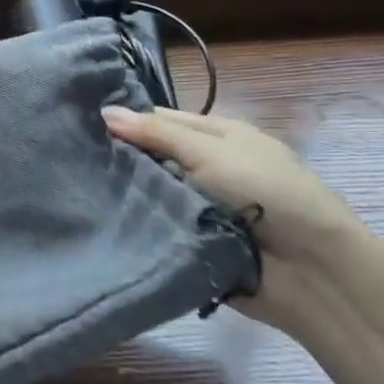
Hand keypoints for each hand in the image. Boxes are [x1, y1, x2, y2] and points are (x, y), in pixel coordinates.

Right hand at [102, 107, 383, 337]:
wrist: (313, 271)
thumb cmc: (268, 193)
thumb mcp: (211, 151)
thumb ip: (157, 133)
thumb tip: (104, 112)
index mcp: (217, 137)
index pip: (161, 120)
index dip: (125, 120)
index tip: (79, 123)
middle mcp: (206, 168)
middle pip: (151, 158)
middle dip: (118, 159)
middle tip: (69, 158)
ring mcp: (198, 208)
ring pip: (150, 195)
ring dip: (124, 195)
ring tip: (74, 189)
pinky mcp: (191, 244)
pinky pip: (155, 230)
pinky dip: (135, 227)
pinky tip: (97, 221)